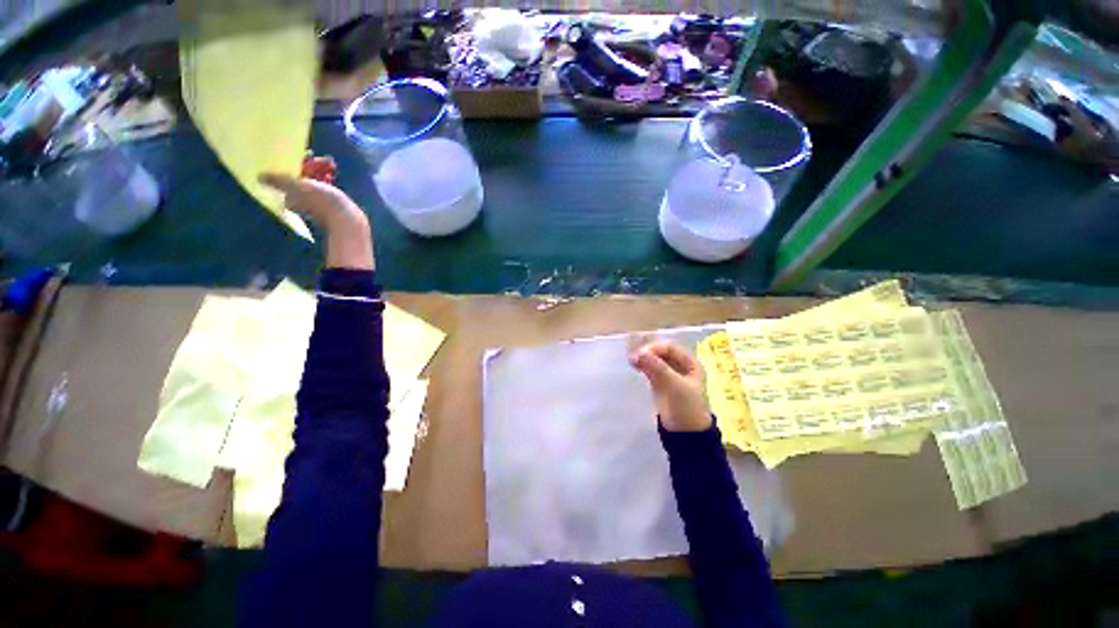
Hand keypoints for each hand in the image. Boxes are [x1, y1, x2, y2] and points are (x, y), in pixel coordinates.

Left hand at [260, 159, 373, 270]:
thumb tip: (259, 176)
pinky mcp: (330, 204)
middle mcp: (300, 199)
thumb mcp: (300, 187)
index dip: (294, 162)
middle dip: (309, 166)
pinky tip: (333, 172)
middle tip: (321, 158)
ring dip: (320, 170)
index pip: (288, 174)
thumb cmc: (325, 203)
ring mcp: (316, 202)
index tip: (304, 154)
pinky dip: (327, 178)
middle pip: (301, 176)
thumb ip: (279, 180)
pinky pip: (325, 186)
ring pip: (314, 180)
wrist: (349, 220)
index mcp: (291, 195)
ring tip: (330, 164)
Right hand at [630, 340, 711, 431]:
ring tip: (631, 361)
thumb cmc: (686, 407)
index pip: (670, 348)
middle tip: (633, 357)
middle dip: (647, 352)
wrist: (685, 433)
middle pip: (661, 352)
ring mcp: (669, 373)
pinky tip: (634, 366)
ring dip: (643, 358)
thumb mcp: (674, 386)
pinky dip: (642, 366)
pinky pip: (650, 368)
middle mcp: (680, 365)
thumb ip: (658, 368)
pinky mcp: (660, 382)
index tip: (641, 354)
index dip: (655, 348)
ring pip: (654, 360)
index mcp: (690, 362)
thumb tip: (639, 353)